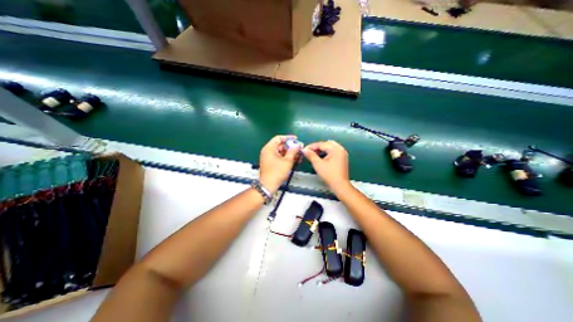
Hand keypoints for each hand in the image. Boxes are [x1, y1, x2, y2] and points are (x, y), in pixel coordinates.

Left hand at [260, 134, 301, 192]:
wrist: (268, 185)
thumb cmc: (276, 172)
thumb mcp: (287, 161)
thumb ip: (293, 151)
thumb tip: (297, 146)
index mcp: (269, 148)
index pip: (278, 138)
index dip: (288, 137)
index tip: (295, 139)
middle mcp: (267, 151)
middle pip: (280, 145)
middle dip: (290, 147)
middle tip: (298, 149)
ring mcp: (268, 157)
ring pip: (280, 151)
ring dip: (289, 153)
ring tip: (297, 155)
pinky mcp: (270, 162)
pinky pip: (278, 157)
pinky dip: (285, 157)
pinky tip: (293, 159)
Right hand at [304, 140, 348, 191]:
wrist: (339, 185)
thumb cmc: (330, 175)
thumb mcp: (318, 164)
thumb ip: (311, 155)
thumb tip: (304, 150)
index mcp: (336, 149)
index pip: (321, 144)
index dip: (312, 146)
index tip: (304, 150)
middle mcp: (340, 149)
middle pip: (326, 144)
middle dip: (317, 147)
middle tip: (309, 151)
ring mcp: (342, 154)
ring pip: (330, 147)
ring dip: (321, 149)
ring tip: (314, 154)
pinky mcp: (342, 158)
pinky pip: (333, 152)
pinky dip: (326, 153)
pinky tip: (321, 157)